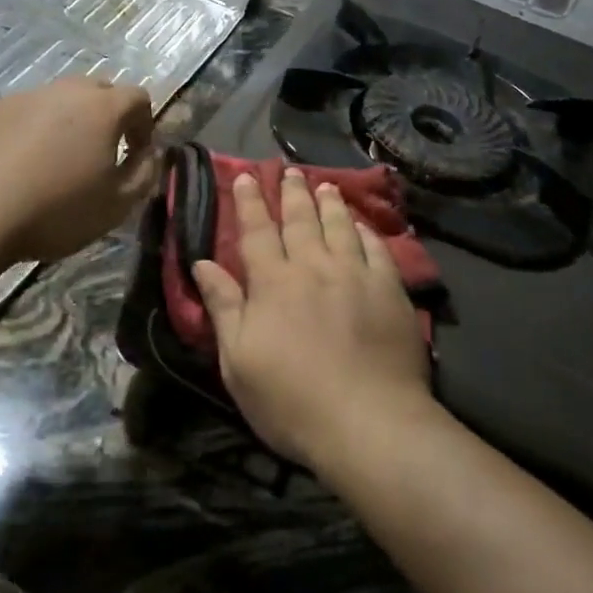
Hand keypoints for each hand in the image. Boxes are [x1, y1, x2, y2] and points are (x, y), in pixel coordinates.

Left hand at [0, 77, 159, 263]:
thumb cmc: (54, 210)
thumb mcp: (117, 205)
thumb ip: (145, 174)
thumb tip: (149, 154)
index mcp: (101, 108)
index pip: (138, 97)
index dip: (144, 125)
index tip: (136, 155)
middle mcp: (63, 91)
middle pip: (96, 91)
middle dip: (106, 117)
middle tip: (100, 154)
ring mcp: (21, 98)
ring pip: (56, 101)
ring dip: (66, 123)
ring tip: (55, 164)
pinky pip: (21, 115)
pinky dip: (29, 133)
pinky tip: (16, 168)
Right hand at [193, 169, 433, 471]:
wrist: (369, 423)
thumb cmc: (291, 400)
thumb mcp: (238, 360)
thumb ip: (223, 306)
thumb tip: (202, 263)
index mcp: (273, 282)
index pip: (257, 231)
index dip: (249, 202)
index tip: (244, 176)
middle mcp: (314, 266)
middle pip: (300, 220)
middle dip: (291, 192)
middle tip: (289, 170)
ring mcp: (356, 275)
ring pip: (339, 226)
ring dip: (329, 203)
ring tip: (324, 185)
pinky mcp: (390, 290)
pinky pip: (377, 248)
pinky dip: (366, 231)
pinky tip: (362, 224)